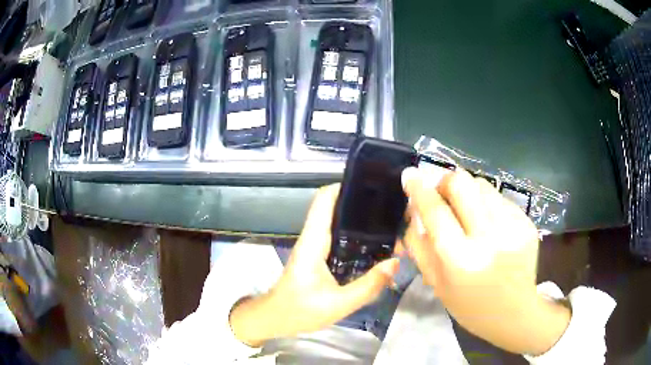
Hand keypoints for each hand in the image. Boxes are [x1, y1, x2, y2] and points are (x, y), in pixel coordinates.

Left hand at [230, 184, 399, 346]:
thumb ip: (368, 285)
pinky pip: (338, 238)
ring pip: (337, 222)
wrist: (275, 319)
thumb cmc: (300, 310)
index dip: (344, 186)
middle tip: (390, 205)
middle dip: (359, 202)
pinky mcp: (318, 257)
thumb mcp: (338, 304)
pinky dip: (355, 235)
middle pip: (333, 207)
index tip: (371, 184)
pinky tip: (374, 244)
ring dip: (359, 219)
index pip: (324, 201)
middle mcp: (313, 238)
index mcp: (313, 242)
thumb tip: (395, 262)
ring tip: (388, 221)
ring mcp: (315, 247)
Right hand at [401, 167, 569, 354]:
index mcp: (461, 260)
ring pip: (481, 184)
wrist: (513, 313)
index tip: (409, 174)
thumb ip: (419, 244)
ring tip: (467, 212)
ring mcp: (513, 227)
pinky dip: (486, 203)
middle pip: (462, 183)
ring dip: (467, 192)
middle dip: (444, 182)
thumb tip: (414, 209)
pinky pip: (499, 197)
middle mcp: (490, 238)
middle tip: (442, 194)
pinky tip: (488, 224)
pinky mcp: (526, 222)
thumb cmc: (469, 304)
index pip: (436, 211)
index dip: (419, 189)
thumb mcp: (436, 282)